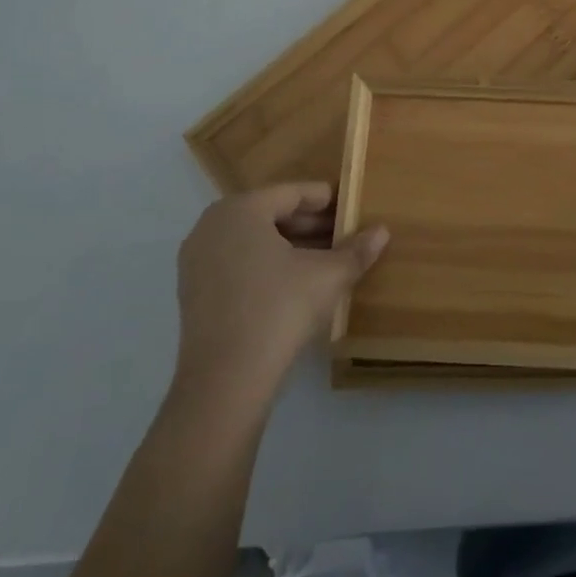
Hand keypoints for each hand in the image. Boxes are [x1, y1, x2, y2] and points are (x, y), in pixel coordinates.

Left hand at [170, 183, 387, 404]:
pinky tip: (294, 283)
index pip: (292, 193)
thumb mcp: (328, 277)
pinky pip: (236, 263)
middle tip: (342, 234)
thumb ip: (356, 250)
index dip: (325, 199)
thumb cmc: (279, 310)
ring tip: (324, 259)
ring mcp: (197, 261)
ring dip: (289, 246)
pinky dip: (265, 266)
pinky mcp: (193, 293)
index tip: (350, 207)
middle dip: (308, 224)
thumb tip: (382, 231)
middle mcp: (213, 226)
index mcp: (241, 209)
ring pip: (253, 240)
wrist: (225, 383)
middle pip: (270, 214)